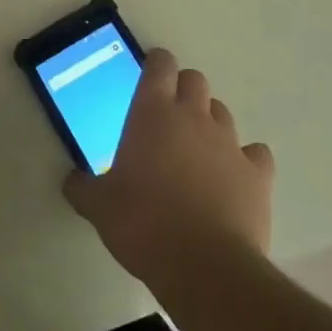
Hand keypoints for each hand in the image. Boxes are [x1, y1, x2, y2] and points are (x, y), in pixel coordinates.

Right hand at [64, 49, 273, 293]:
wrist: (204, 266)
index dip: (156, 64)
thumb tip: (72, 180)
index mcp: (152, 113)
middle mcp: (194, 117)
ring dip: (209, 122)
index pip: (160, 65)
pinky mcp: (258, 174)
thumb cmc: (143, 224)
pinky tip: (234, 177)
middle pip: (195, 80)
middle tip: (168, 116)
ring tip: (197, 150)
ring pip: (222, 112)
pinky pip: (255, 153)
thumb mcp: (98, 206)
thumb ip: (83, 187)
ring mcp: (230, 143)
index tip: (149, 75)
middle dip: (183, 90)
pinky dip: (245, 159)